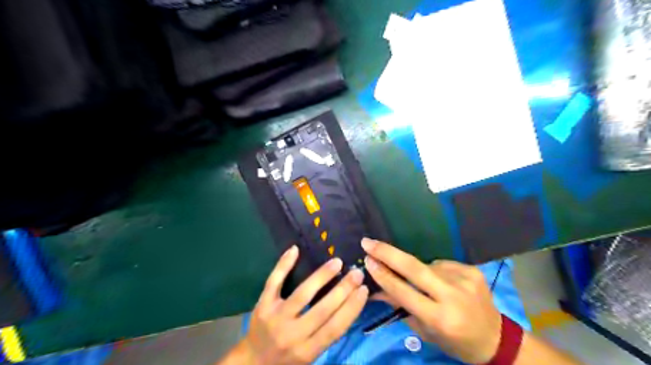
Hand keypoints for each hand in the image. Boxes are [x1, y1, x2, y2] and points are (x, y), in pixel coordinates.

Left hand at [240, 245, 371, 364]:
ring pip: (302, 294)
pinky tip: (295, 249)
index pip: (335, 327)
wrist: (252, 363)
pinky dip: (284, 265)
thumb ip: (326, 333)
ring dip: (322, 276)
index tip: (364, 289)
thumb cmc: (288, 358)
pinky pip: (274, 282)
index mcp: (308, 351)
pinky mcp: (262, 305)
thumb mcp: (310, 355)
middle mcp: (293, 335)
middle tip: (357, 272)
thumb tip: (348, 303)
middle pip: (322, 310)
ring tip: (337, 262)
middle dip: (343, 289)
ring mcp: (276, 318)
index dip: (352, 307)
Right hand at [364, 238, 498, 363]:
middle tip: (368, 241)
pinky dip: (435, 270)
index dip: (383, 275)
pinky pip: (442, 264)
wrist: (495, 338)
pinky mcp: (472, 270)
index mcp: (440, 318)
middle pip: (414, 268)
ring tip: (425, 284)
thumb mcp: (424, 331)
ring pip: (427, 265)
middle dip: (387, 253)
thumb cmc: (454, 341)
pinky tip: (441, 281)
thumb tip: (375, 288)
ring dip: (417, 270)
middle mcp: (453, 296)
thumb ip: (400, 307)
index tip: (367, 260)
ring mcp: (464, 279)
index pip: (403, 291)